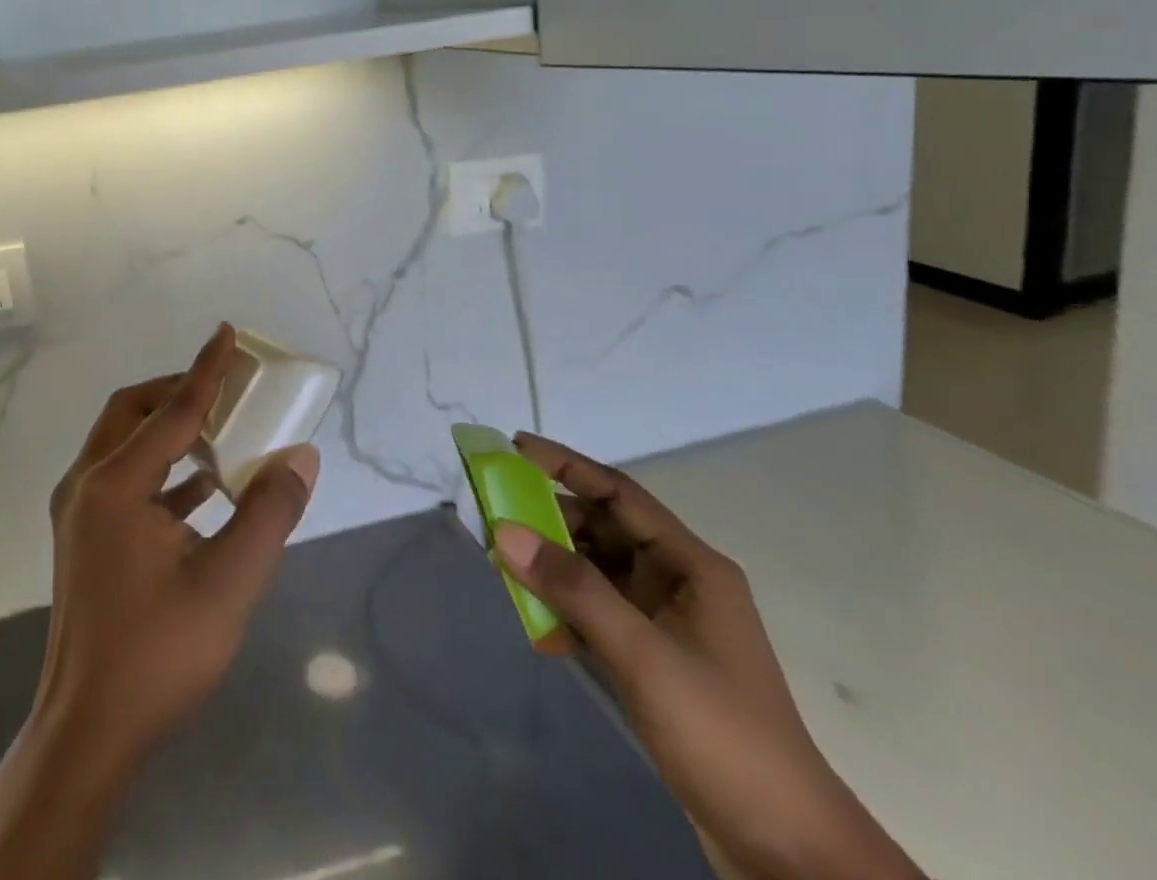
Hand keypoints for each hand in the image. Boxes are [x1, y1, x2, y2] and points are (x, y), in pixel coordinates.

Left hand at [0, 327, 319, 879]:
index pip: (172, 409)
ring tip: (221, 432)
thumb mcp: (230, 583)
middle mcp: (87, 484)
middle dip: (178, 392)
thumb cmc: (159, 654)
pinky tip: (204, 487)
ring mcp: (78, 511)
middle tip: (225, 390)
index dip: (206, 370)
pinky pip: (123, 478)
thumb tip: (301, 457)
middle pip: (132, 411)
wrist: (87, 733)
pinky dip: (161, 468)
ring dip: (169, 429)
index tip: (227, 333)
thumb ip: (269, 512)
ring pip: (123, 443)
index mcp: (116, 484)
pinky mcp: (82, 536)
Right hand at [494, 433, 922, 879]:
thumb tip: (504, 530)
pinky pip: (598, 612)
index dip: (567, 465)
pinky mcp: (655, 658)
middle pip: (603, 530)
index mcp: (691, 566)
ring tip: (507, 569)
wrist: (788, 852)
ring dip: (554, 568)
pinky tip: (541, 630)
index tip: (515, 446)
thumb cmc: (721, 732)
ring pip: (596, 571)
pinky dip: (567, 611)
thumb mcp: (642, 654)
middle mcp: (678, 582)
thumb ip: (573, 588)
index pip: (619, 494)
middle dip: (550, 520)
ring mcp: (667, 622)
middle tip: (496, 514)